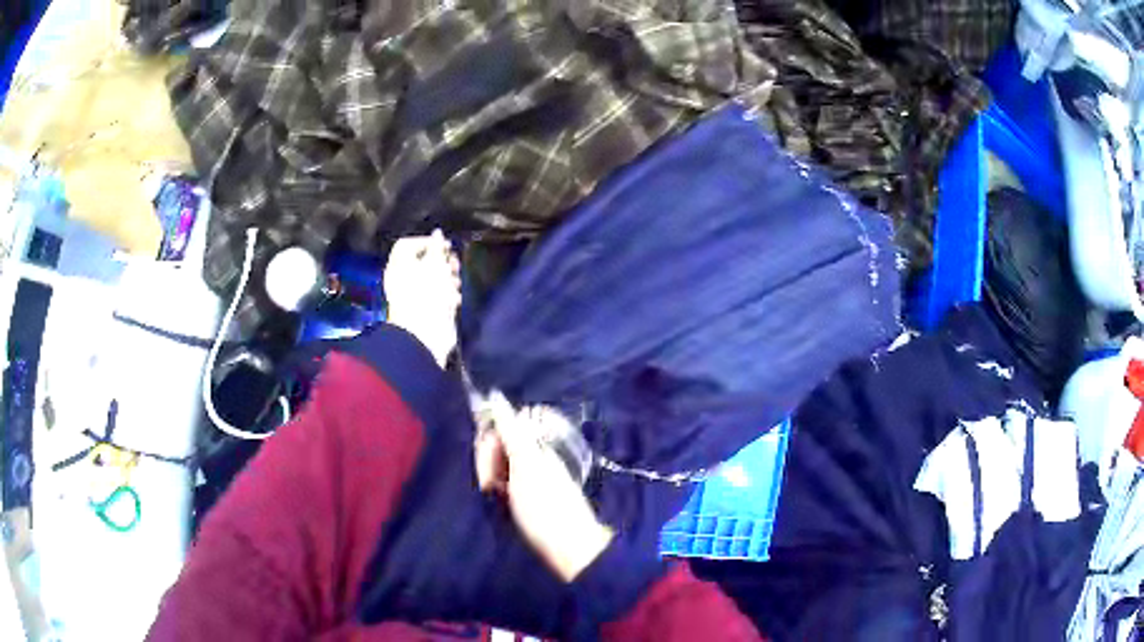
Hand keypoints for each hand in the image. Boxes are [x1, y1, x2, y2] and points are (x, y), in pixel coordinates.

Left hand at [384, 231, 461, 366]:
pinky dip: (448, 294)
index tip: (443, 247)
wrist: (425, 332)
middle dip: (442, 261)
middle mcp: (404, 278)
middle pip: (423, 261)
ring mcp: (415, 295)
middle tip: (453, 265)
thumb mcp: (434, 263)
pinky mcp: (426, 309)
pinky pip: (438, 295)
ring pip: (433, 278)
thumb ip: (437, 246)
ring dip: (448, 278)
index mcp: (399, 265)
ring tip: (455, 283)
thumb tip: (438, 233)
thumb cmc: (427, 293)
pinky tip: (453, 299)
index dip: (426, 241)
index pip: (407, 244)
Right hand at [474, 394, 613, 581]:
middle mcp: (533, 456)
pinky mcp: (527, 497)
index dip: (487, 443)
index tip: (487, 464)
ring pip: (498, 466)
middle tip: (492, 486)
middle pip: (498, 447)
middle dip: (487, 462)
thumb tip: (496, 396)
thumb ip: (511, 431)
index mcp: (534, 446)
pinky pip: (504, 483)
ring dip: (491, 478)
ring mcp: (530, 477)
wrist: (567, 547)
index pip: (500, 429)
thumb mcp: (526, 464)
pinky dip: (498, 491)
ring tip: (497, 497)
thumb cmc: (545, 505)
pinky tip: (499, 502)